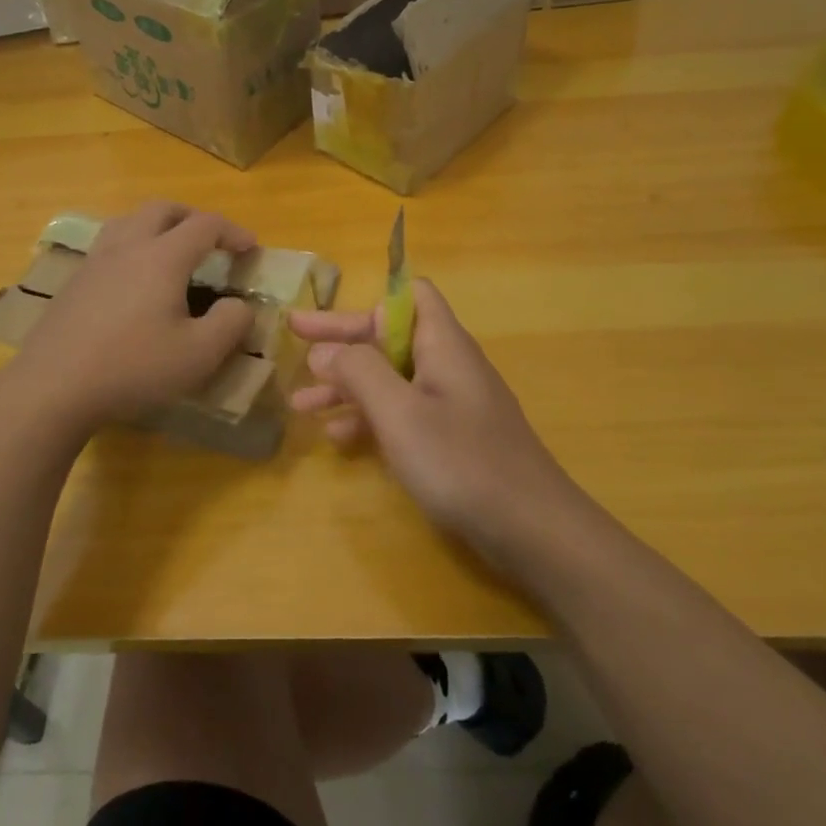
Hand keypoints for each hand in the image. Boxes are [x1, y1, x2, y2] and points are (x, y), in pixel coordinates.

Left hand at [11, 201, 255, 428]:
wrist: (53, 386)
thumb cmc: (133, 367)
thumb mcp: (198, 354)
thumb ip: (230, 323)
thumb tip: (240, 305)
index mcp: (162, 256)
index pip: (205, 225)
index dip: (233, 232)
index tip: (251, 249)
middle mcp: (128, 246)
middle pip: (163, 209)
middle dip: (193, 218)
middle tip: (211, 242)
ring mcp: (95, 260)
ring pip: (130, 220)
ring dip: (158, 226)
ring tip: (172, 252)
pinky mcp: (74, 281)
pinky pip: (110, 244)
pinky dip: (133, 246)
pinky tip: (134, 281)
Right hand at [287, 279, 577, 560]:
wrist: (531, 529)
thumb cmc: (462, 461)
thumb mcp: (400, 412)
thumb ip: (358, 372)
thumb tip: (324, 350)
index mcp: (442, 344)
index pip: (407, 296)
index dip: (364, 301)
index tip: (322, 320)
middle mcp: (447, 365)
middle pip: (389, 338)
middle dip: (341, 344)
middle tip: (293, 346)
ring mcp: (451, 403)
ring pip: (390, 378)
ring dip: (346, 386)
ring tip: (301, 405)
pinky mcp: (451, 437)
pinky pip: (402, 413)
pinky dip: (369, 418)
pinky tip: (338, 438)